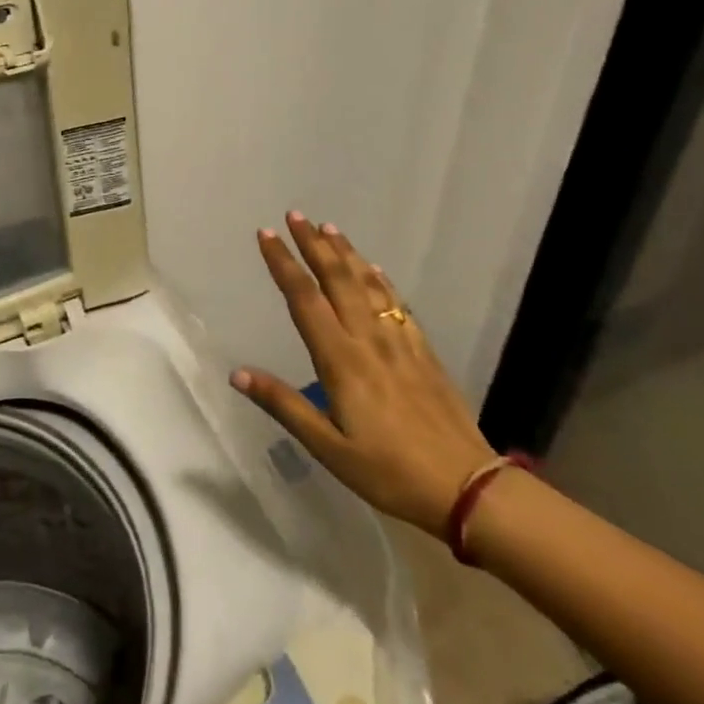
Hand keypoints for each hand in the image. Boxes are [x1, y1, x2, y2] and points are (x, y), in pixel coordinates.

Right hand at [232, 212, 494, 535]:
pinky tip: (375, 269)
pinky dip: (381, 281)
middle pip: (337, 280)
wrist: (466, 487)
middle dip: (313, 245)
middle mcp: (368, 340)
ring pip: (368, 285)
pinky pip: (397, 305)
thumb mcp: (328, 448)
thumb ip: (284, 405)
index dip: (284, 264)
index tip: (267, 235)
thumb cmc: (388, 472)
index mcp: (341, 361)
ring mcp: (400, 342)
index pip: (305, 300)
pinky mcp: (423, 352)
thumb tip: (237, 374)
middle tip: (296, 215)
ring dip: (346, 253)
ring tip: (329, 228)